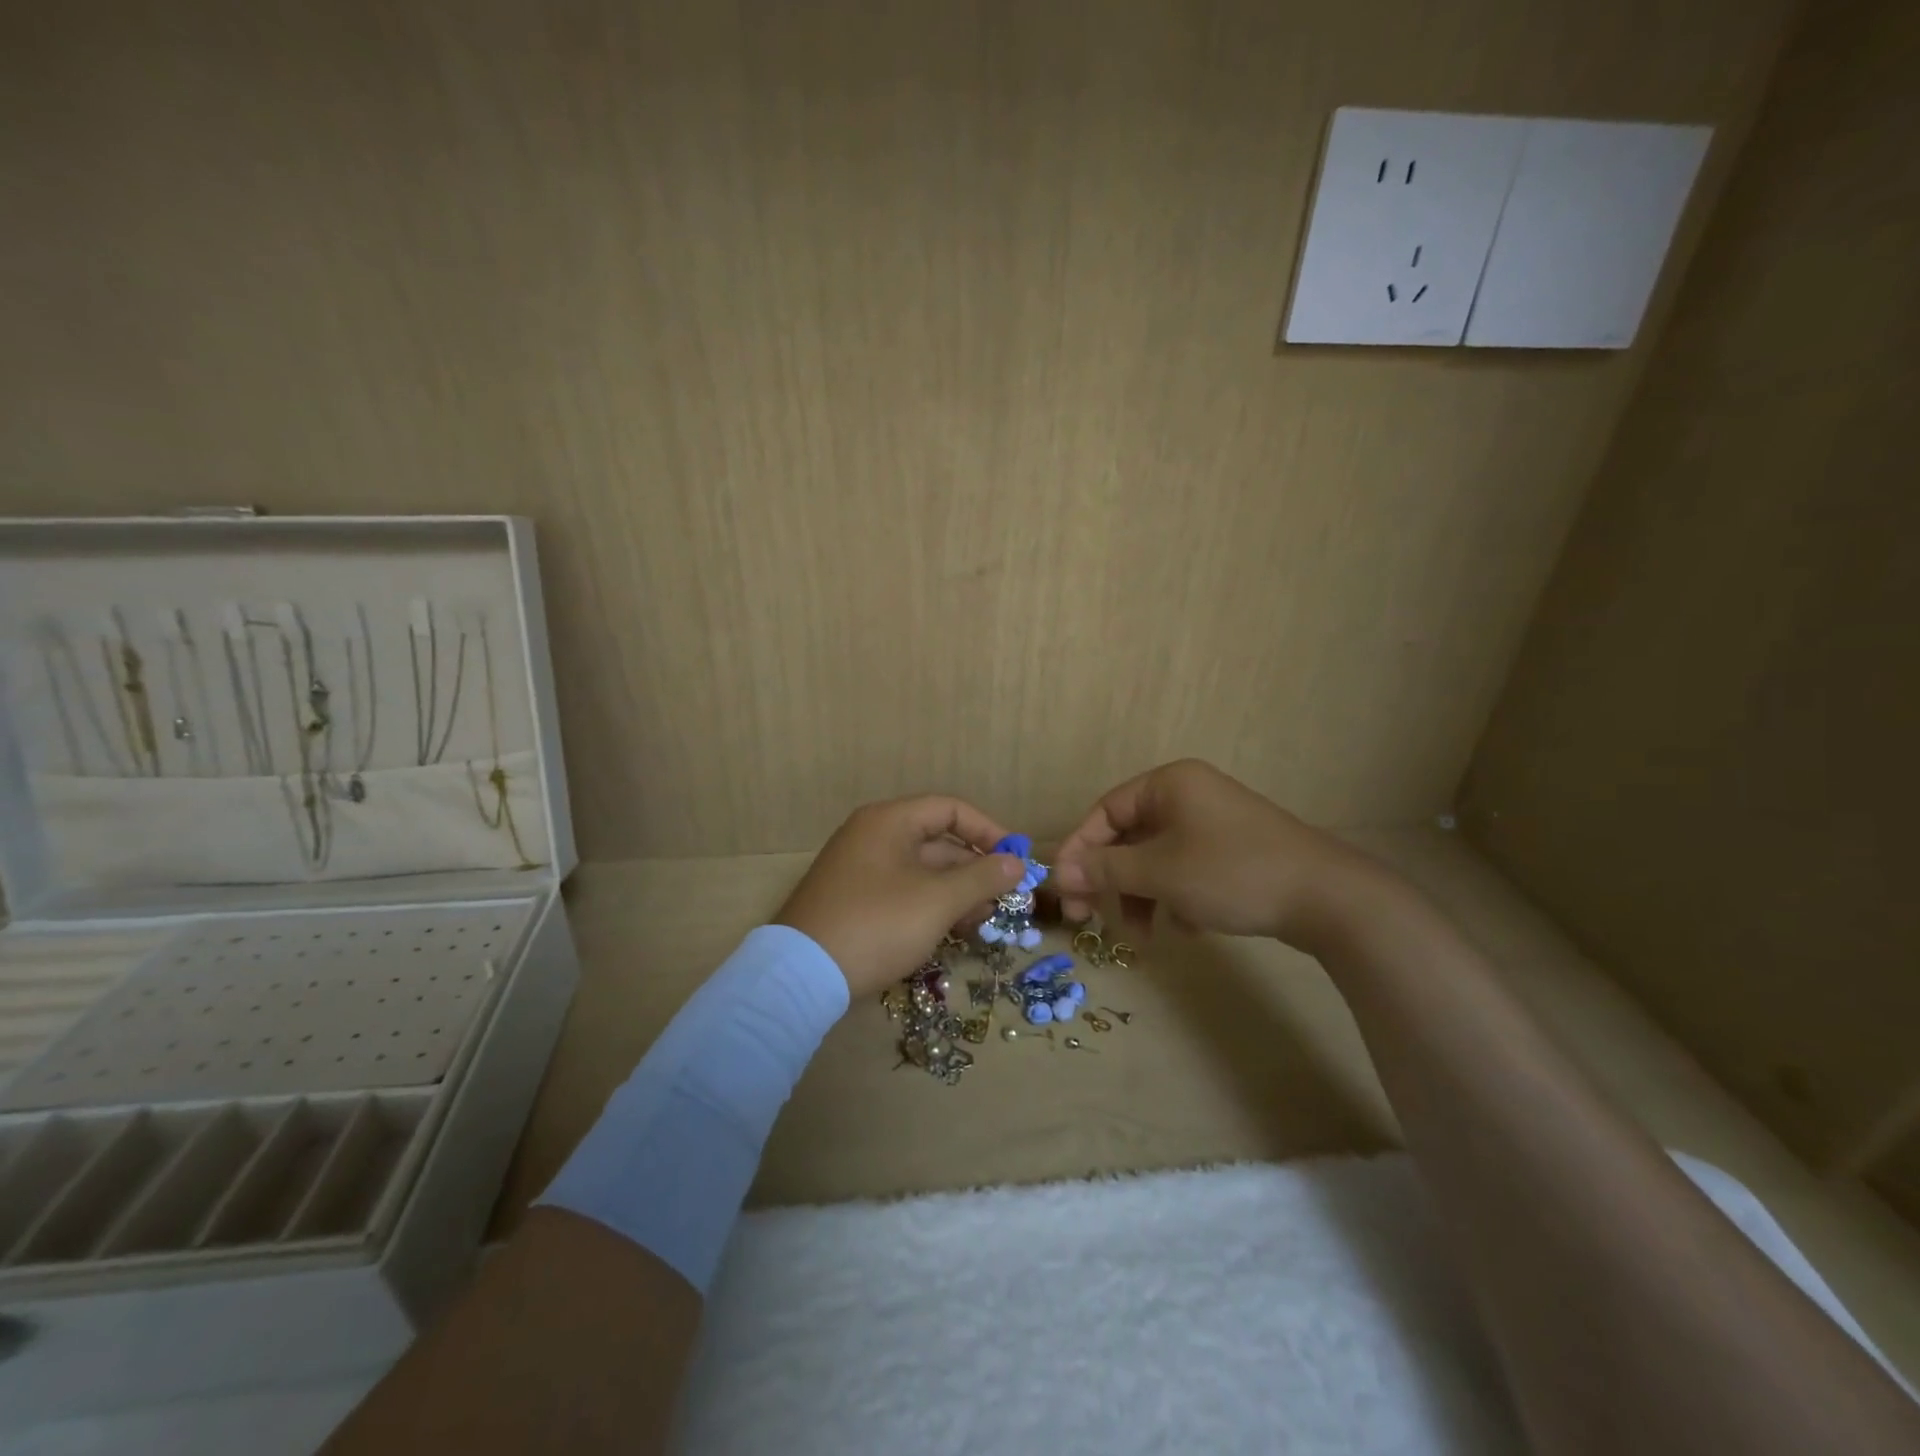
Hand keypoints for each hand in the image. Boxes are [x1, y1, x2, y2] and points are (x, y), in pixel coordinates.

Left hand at [773, 796, 1024, 995]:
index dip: (988, 831)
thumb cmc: (878, 924)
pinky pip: (903, 891)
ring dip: (956, 892)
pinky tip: (952, 931)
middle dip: (974, 869)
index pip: (950, 809)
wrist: (802, 976)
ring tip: (983, 922)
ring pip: (921, 870)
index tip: (1015, 860)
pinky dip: (930, 905)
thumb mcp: (937, 900)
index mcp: (889, 821)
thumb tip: (1017, 863)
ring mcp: (860, 869)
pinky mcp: (854, 900)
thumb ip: (982, 878)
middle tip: (1004, 900)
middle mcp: (872, 836)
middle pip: (937, 841)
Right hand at [1051, 759, 1379, 947]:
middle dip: (1111, 881)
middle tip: (1088, 919)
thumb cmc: (1232, 872)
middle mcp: (1189, 796)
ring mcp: (1214, 824)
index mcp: (1169, 784)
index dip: (1079, 849)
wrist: (1327, 898)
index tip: (1063, 888)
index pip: (1105, 811)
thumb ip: (1105, 869)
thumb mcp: (1160, 872)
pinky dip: (1176, 898)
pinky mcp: (1234, 853)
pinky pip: (1186, 871)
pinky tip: (1188, 927)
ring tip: (1145, 936)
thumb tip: (1058, 871)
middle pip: (1129, 838)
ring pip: (1157, 860)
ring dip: (1142, 897)